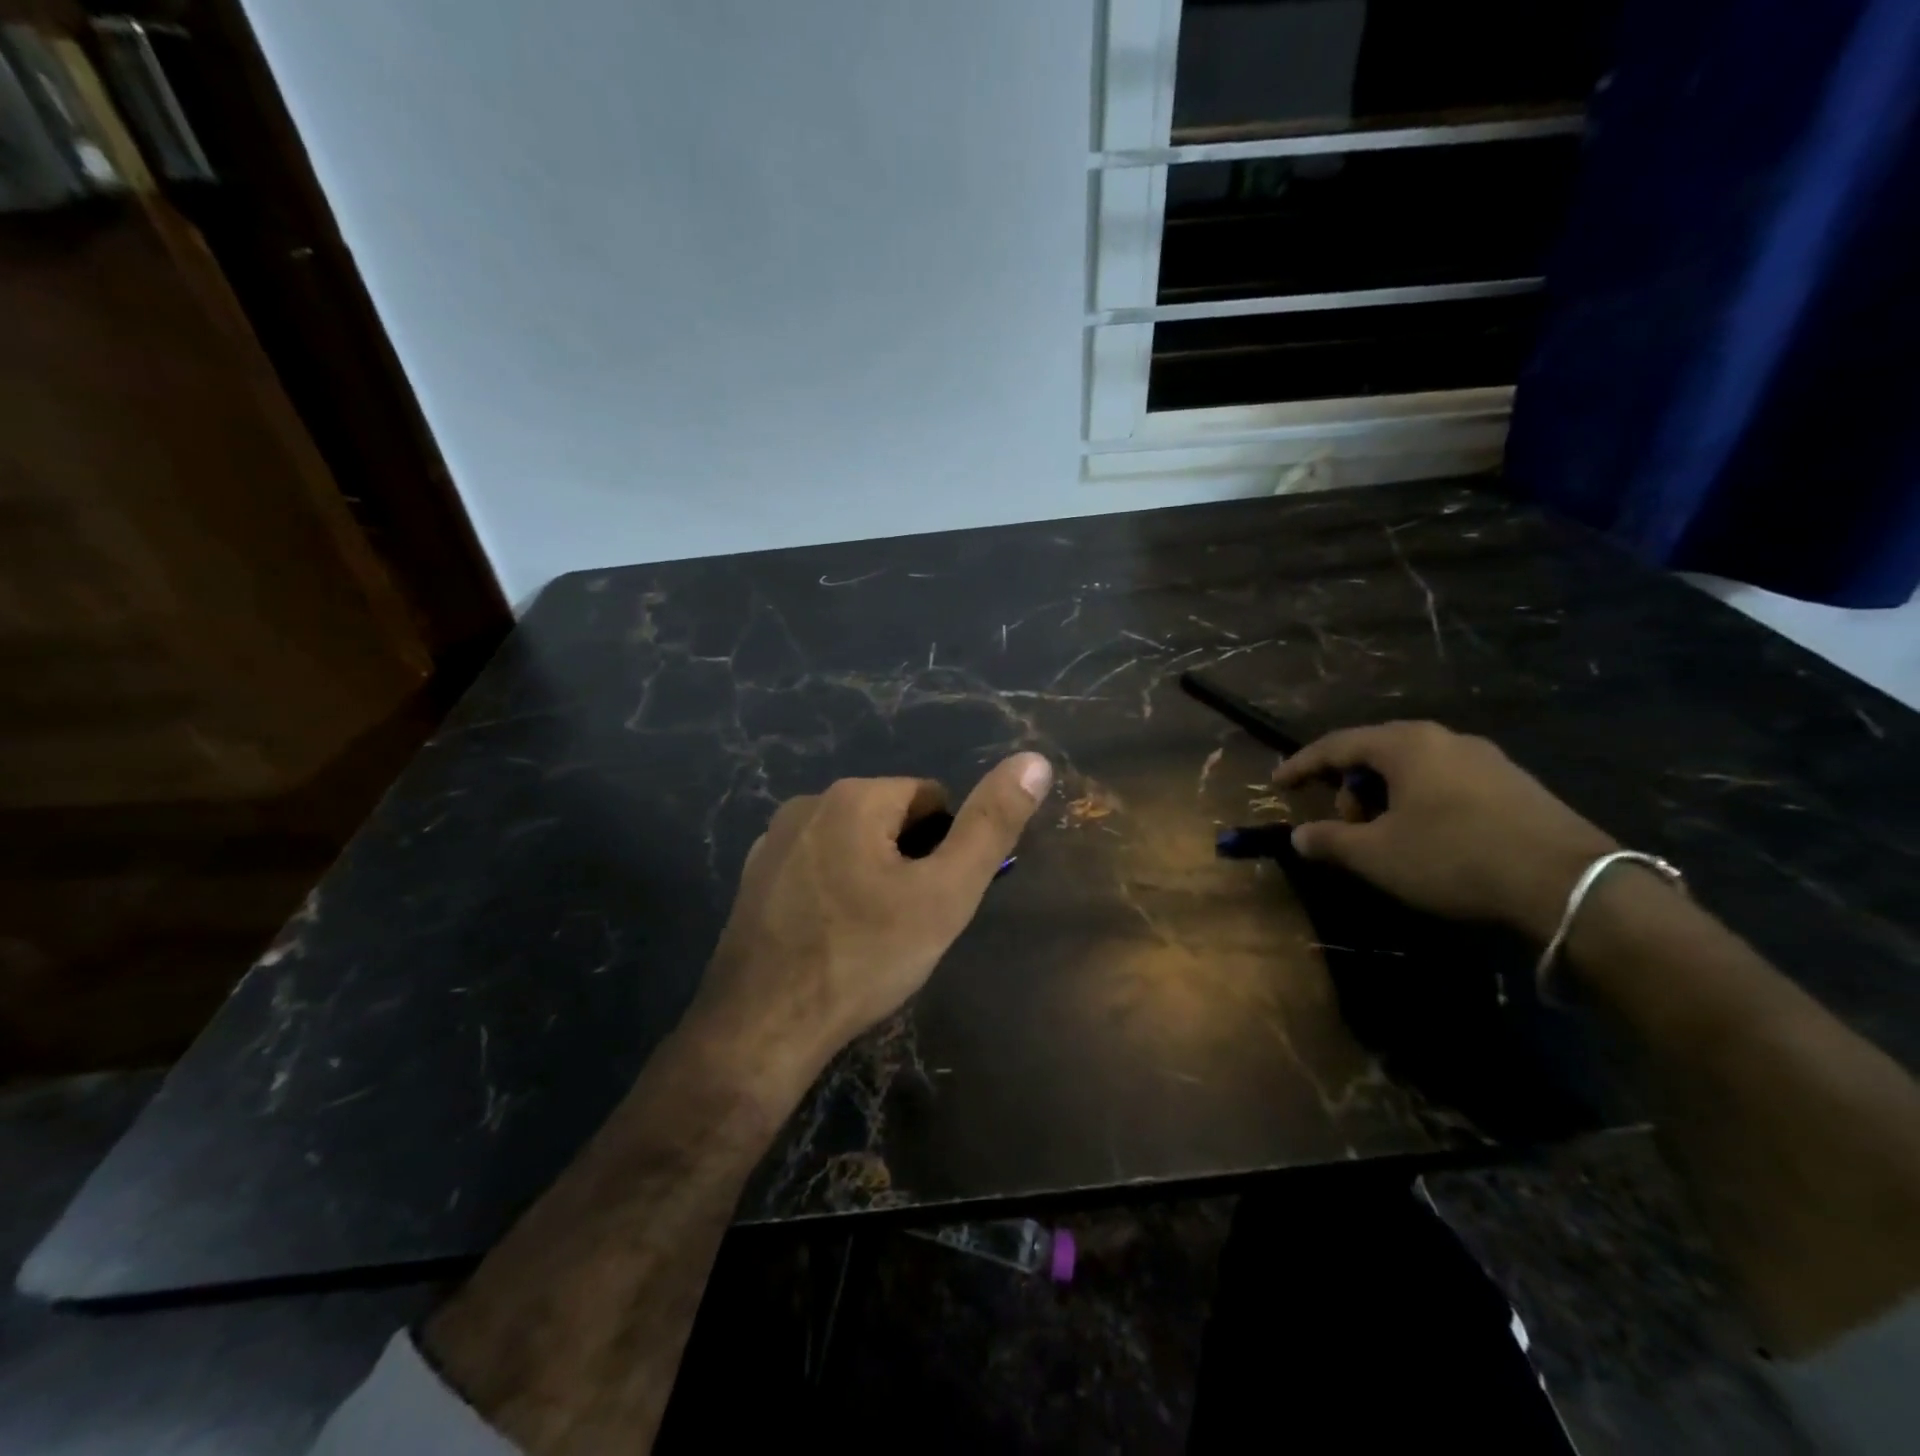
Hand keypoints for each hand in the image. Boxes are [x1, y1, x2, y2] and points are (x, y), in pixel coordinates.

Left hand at [692, 752, 1052, 1081]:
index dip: (946, 849)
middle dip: (908, 863)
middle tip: (906, 924)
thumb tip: (1034, 760)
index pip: (931, 799)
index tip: (934, 900)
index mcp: (855, 796)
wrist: (761, 1029)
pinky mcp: (754, 878)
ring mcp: (772, 841)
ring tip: (869, 938)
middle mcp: (808, 803)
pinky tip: (830, 941)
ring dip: (871, 878)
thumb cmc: (864, 957)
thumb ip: (991, 825)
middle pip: (890, 820)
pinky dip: (833, 894)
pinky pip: (815, 869)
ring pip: (852, 846)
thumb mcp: (945, 893)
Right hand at [1274, 722, 1615, 941]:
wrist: (1571, 885)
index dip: (1301, 764)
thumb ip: (1330, 840)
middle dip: (1349, 786)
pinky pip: (1447, 782)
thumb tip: (1300, 836)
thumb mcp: (1377, 855)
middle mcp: (1445, 739)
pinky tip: (1430, 838)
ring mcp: (1487, 759)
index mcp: (1406, 745)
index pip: (1336, 745)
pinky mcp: (1516, 784)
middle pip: (1377, 752)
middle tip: (1346, 826)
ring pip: (1414, 768)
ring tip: (1387, 837)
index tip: (1277, 784)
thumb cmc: (1454, 858)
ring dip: (1385, 796)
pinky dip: (1421, 802)